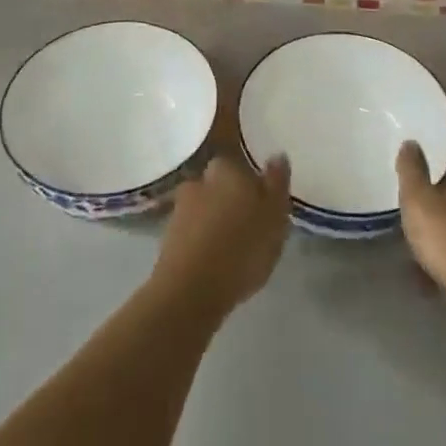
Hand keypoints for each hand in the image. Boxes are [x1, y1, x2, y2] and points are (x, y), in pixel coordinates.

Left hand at [150, 154, 291, 319]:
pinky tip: (215, 259)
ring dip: (216, 220)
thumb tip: (277, 154)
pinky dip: (203, 239)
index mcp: (227, 168)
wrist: (190, 290)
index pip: (241, 164)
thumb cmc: (242, 249)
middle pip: (221, 184)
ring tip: (233, 247)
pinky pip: (193, 230)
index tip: (263, 203)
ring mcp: (180, 207)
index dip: (253, 183)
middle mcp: (200, 179)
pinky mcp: (167, 236)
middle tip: (250, 225)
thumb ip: (277, 183)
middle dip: (232, 199)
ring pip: (205, 206)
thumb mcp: (275, 216)